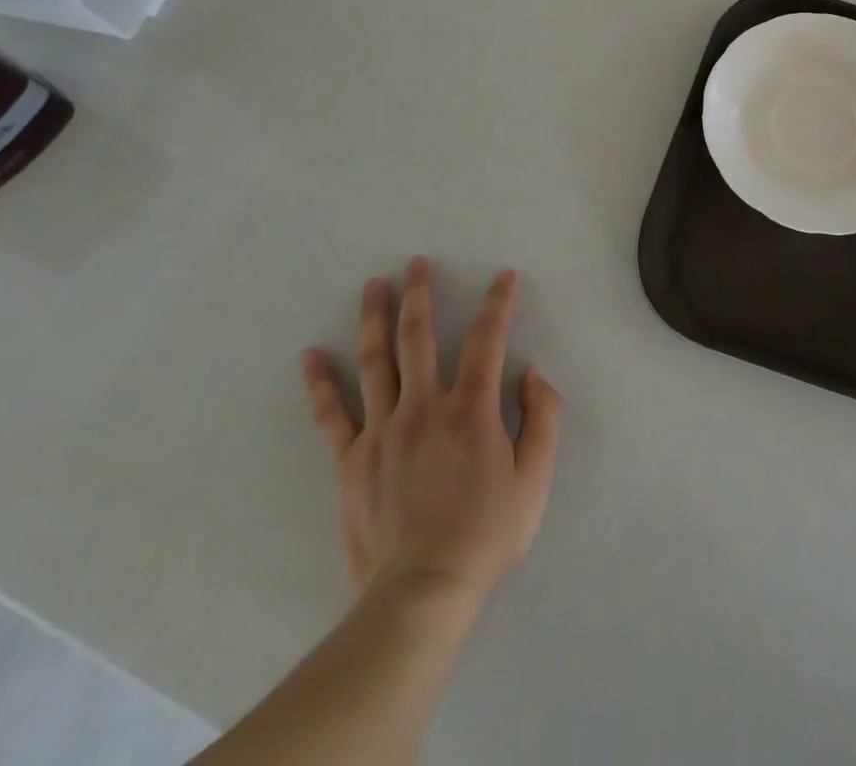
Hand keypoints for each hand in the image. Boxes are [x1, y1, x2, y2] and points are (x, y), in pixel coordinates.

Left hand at [301, 258, 561, 605]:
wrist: (423, 593)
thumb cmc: (486, 534)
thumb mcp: (536, 478)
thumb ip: (543, 417)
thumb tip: (532, 372)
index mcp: (471, 408)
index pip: (487, 338)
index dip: (498, 302)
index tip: (504, 277)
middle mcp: (423, 406)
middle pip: (419, 336)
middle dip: (420, 294)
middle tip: (418, 262)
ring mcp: (381, 431)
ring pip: (375, 361)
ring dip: (375, 318)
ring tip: (374, 285)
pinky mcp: (351, 460)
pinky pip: (332, 414)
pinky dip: (320, 383)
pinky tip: (311, 356)